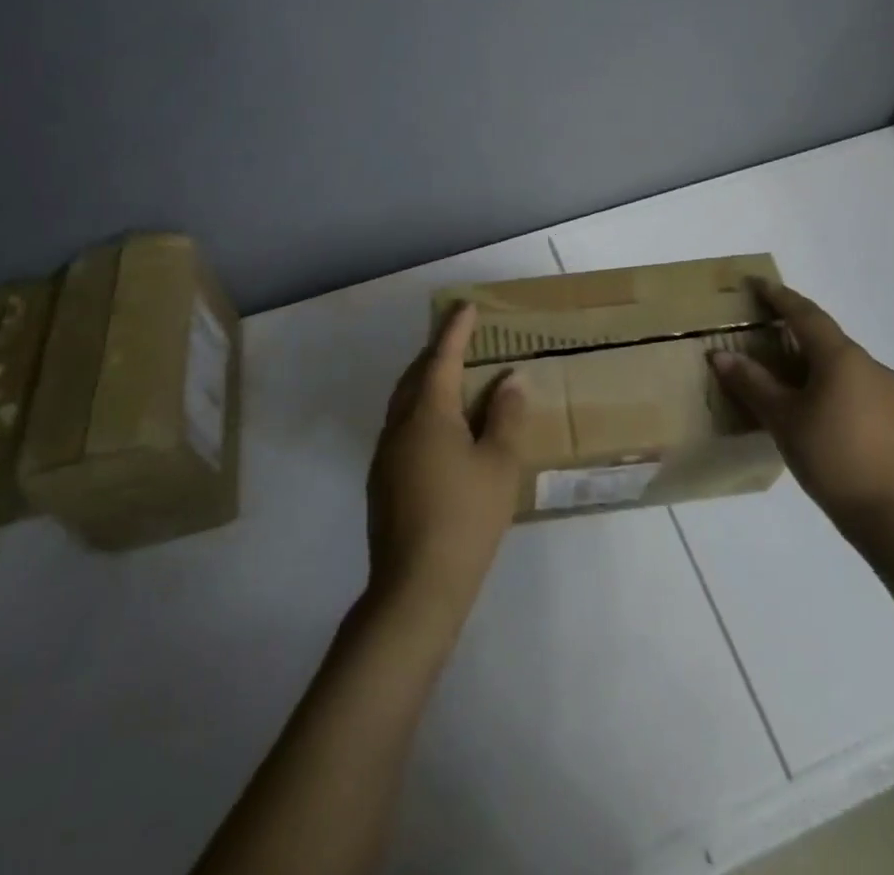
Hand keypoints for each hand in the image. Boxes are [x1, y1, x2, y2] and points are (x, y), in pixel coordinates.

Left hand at [366, 303, 525, 621]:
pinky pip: (402, 426)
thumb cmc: (466, 518)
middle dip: (436, 351)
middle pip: (416, 375)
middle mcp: (399, 425)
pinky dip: (421, 410)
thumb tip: (511, 378)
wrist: (416, 587)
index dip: (456, 330)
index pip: (442, 357)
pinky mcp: (382, 480)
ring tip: (452, 378)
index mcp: (428, 414)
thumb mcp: (499, 464)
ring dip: (426, 381)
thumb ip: (507, 416)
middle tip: (460, 337)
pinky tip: (440, 430)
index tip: (466, 306)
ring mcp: (385, 454)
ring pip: (404, 402)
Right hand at [712, 279, 893, 537]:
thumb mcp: (783, 419)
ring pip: (842, 362)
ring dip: (814, 359)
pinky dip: (832, 382)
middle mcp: (868, 363)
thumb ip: (752, 383)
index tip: (757, 284)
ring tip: (787, 374)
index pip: (805, 313)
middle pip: (825, 336)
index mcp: (841, 357)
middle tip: (766, 330)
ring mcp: (888, 390)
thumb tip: (720, 355)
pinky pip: (856, 384)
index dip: (779, 296)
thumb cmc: (832, 458)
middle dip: (795, 328)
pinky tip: (818, 407)